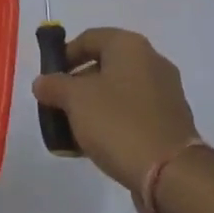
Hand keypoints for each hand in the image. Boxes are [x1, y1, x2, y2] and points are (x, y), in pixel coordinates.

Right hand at [32, 28, 201, 200]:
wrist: (171, 174)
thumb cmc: (118, 123)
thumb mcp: (75, 100)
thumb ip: (53, 86)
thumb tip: (42, 82)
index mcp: (130, 47)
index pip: (89, 38)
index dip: (64, 54)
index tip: (48, 78)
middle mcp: (152, 62)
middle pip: (104, 64)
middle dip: (77, 84)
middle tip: (58, 104)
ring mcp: (165, 93)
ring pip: (118, 91)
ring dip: (93, 105)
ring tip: (73, 129)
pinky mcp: (170, 122)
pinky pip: (133, 113)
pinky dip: (113, 121)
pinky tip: (96, 144)